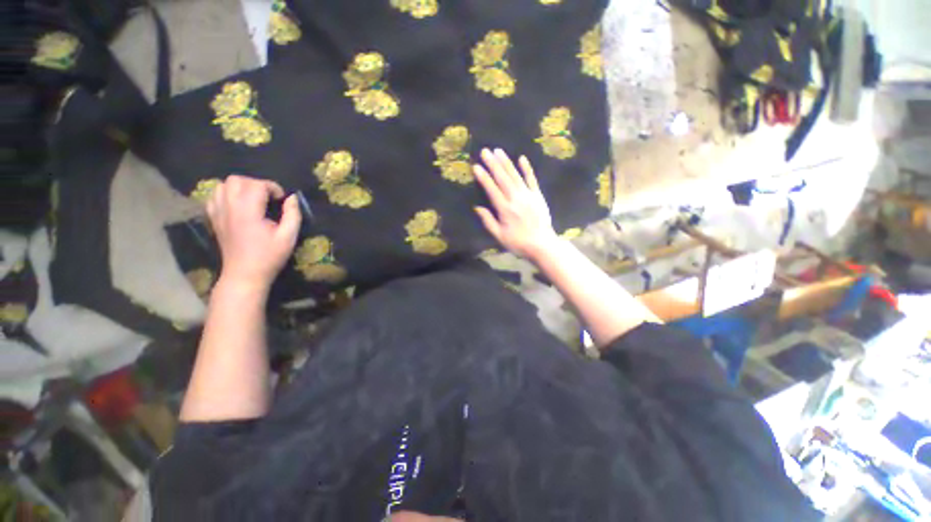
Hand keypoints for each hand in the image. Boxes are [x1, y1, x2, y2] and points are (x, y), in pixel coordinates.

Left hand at [206, 175, 300, 291]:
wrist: (244, 274)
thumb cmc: (270, 256)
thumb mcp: (289, 237)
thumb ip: (292, 214)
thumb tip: (292, 198)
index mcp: (248, 212)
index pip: (257, 185)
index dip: (273, 188)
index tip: (282, 200)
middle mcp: (229, 208)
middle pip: (237, 180)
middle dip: (256, 184)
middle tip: (268, 198)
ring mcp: (218, 212)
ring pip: (223, 185)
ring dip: (240, 187)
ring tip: (253, 199)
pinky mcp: (213, 218)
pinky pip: (214, 196)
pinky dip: (226, 195)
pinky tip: (238, 205)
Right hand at [473, 148, 558, 260]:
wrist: (542, 245)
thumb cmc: (518, 243)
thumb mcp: (499, 236)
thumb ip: (488, 221)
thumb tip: (477, 207)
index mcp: (505, 209)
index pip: (492, 190)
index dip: (484, 177)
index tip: (476, 166)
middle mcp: (516, 199)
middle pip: (503, 178)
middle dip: (493, 164)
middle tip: (485, 151)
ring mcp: (528, 195)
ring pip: (515, 176)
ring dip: (506, 162)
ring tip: (498, 151)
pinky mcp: (538, 196)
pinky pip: (532, 179)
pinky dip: (527, 169)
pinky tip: (522, 158)